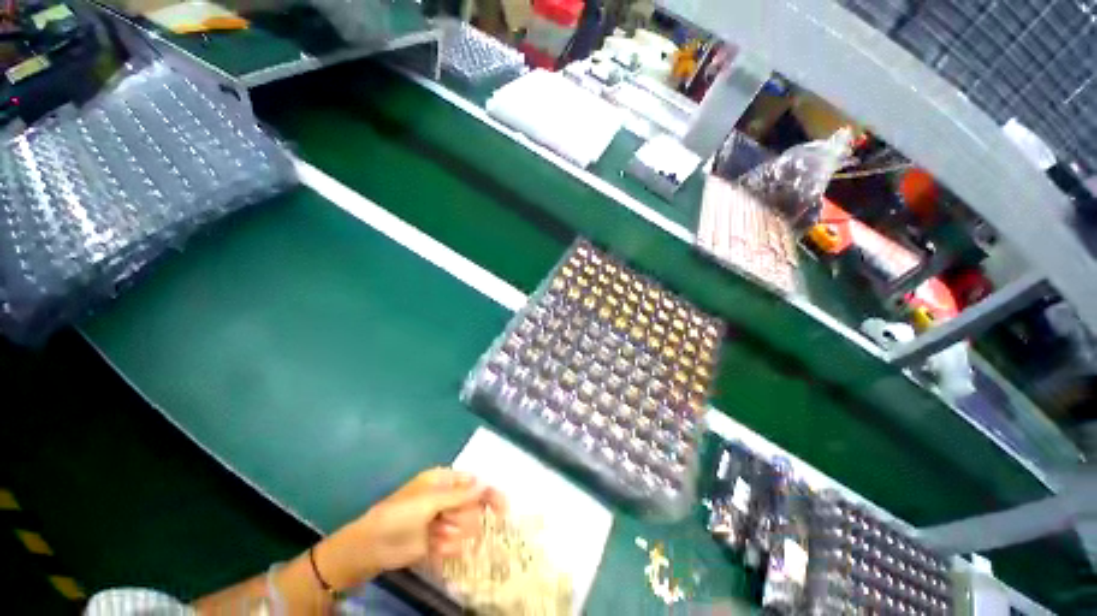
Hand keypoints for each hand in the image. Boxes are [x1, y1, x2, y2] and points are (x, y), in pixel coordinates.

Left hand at [315, 468, 505, 589]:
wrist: (372, 548)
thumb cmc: (399, 514)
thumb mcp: (429, 501)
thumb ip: (459, 495)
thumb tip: (485, 483)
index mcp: (444, 480)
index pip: (474, 483)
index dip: (489, 493)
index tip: (504, 508)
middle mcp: (446, 498)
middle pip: (472, 507)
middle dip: (463, 517)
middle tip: (446, 523)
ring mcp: (442, 520)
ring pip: (466, 527)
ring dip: (454, 534)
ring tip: (436, 536)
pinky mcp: (438, 541)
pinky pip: (455, 544)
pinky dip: (448, 547)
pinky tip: (434, 547)